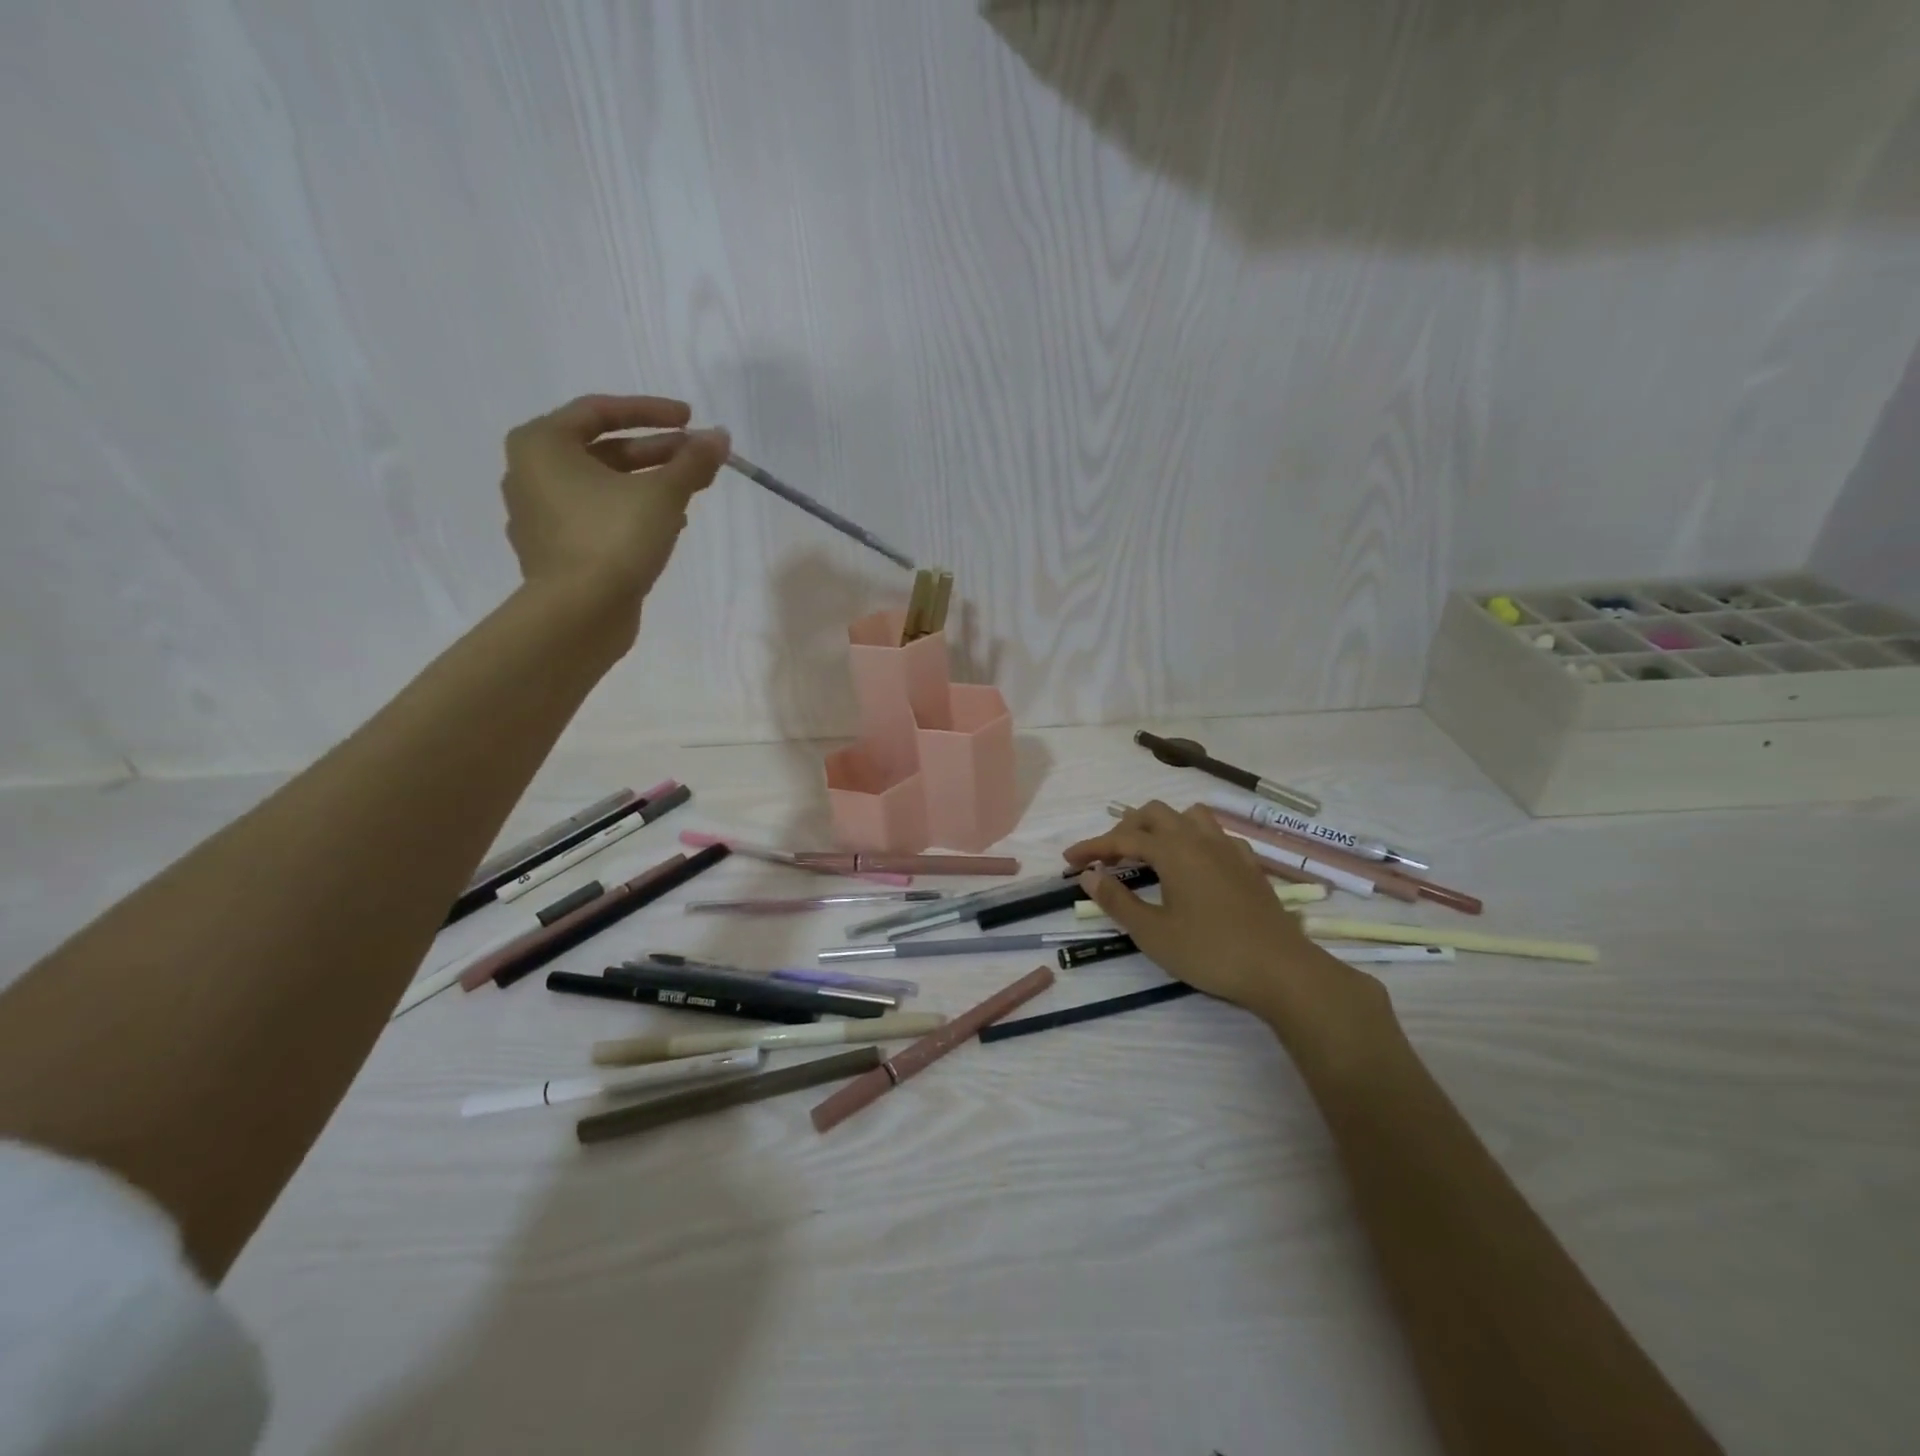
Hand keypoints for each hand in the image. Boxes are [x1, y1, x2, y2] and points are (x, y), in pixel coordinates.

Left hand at [501, 394, 728, 602]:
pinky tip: (667, 524)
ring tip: (690, 491)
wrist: (579, 614)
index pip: (600, 410)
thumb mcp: (662, 494)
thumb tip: (720, 437)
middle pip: (603, 450)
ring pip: (603, 486)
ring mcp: (540, 515)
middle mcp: (531, 473)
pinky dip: (631, 512)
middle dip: (657, 452)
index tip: (691, 420)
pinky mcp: (556, 550)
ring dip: (649, 484)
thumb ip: (692, 461)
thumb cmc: (613, 539)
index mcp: (542, 444)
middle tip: (698, 458)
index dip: (651, 412)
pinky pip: (598, 517)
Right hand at [1062, 801, 1391, 1055]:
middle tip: (1108, 859)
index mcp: (1173, 850)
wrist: (1281, 970)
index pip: (1122, 838)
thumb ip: (1117, 901)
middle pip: (1154, 814)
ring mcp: (1229, 848)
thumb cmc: (1210, 952)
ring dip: (1161, 826)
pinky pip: (1215, 835)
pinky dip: (1192, 839)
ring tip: (1148, 852)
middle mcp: (1199, 838)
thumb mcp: (1152, 933)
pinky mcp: (1249, 864)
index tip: (1069, 860)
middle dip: (1125, 829)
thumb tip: (1089, 876)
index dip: (1092, 847)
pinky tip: (1192, 864)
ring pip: (1188, 816)